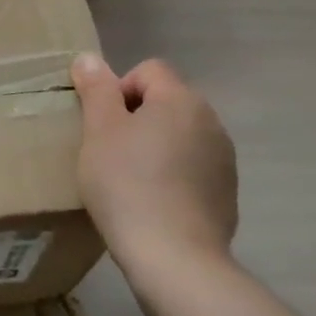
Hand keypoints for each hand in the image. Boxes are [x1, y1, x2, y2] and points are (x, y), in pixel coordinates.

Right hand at [70, 54, 237, 287]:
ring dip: (155, 146)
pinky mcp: (227, 194)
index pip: (148, 69)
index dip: (118, 88)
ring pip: (179, 135)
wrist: (174, 258)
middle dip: (136, 117)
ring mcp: (224, 160)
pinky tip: (152, 202)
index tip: (101, 124)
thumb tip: (89, 58)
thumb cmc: (127, 184)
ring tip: (129, 179)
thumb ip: (96, 89)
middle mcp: (211, 122)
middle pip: (166, 101)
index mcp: (181, 100)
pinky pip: (192, 167)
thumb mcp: (99, 131)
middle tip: (108, 150)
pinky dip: (172, 174)